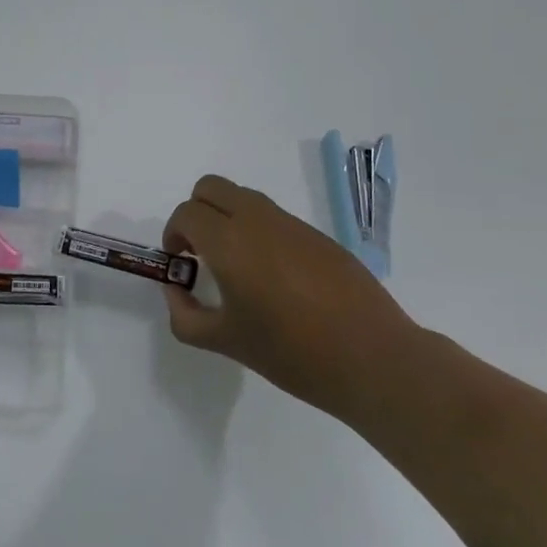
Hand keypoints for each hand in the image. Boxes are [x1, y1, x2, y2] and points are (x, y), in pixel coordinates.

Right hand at [163, 175, 421, 423]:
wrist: (373, 359)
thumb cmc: (292, 353)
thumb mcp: (226, 342)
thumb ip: (186, 316)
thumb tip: (176, 291)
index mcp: (229, 242)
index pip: (186, 214)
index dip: (173, 235)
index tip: (180, 263)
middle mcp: (257, 220)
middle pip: (210, 187)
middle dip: (196, 213)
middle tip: (200, 252)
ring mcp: (292, 224)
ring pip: (243, 197)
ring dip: (227, 217)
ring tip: (236, 265)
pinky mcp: (318, 235)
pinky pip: (274, 217)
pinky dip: (258, 230)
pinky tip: (274, 276)